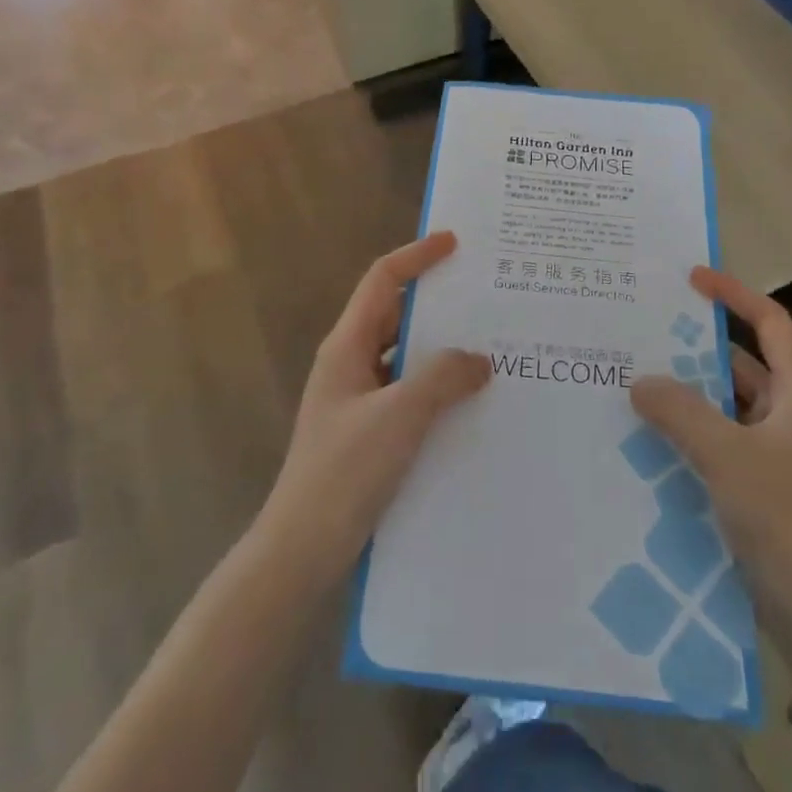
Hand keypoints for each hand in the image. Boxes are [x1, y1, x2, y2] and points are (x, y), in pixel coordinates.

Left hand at [259, 232, 490, 585]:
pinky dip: (436, 384)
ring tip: (489, 344)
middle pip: (395, 313)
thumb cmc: (344, 472)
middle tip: (486, 295)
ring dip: (440, 346)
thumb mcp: (399, 416)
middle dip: (437, 300)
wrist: (302, 548)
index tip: (455, 243)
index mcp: (347, 346)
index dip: (417, 255)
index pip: (383, 280)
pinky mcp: (369, 430)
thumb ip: (442, 378)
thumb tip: (479, 358)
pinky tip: (470, 399)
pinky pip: (408, 390)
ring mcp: (358, 398)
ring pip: (404, 354)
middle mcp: (350, 363)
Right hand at [630, 268, 791, 690]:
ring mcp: (774, 452)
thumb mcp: (727, 456)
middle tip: (645, 332)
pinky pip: (718, 439)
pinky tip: (648, 435)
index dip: (734, 294)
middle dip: (696, 346)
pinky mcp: (758, 484)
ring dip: (687, 392)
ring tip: (635, 378)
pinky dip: (688, 430)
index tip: (691, 278)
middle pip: (742, 362)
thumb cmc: (783, 519)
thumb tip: (640, 380)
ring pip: (725, 404)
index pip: (771, 323)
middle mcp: (789, 415)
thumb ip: (680, 411)